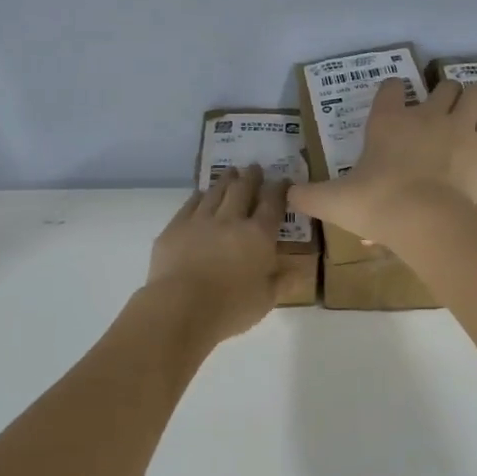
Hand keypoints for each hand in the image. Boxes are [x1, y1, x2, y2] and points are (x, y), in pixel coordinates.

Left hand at [145, 165, 288, 342]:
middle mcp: (231, 220)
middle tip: (254, 167)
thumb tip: (301, 271)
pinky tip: (201, 194)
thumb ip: (283, 282)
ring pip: (216, 192)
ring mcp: (200, 221)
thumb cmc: (230, 308)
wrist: (180, 308)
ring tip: (231, 173)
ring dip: (226, 180)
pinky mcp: (175, 228)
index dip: (279, 190)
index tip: (282, 180)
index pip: (272, 204)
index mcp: (258, 235)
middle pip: (243, 190)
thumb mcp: (266, 300)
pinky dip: (199, 196)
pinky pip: (190, 204)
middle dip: (251, 177)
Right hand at [288, 78, 476, 244]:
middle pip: (443, 85)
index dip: (393, 93)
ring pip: (475, 91)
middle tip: (437, 117)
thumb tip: (287, 195)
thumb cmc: (377, 205)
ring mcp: (458, 125)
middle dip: (443, 96)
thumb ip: (309, 196)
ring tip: (466, 117)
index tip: (393, 105)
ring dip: (472, 100)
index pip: (391, 88)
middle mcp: (425, 114)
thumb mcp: (334, 202)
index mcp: (388, 121)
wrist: (426, 220)